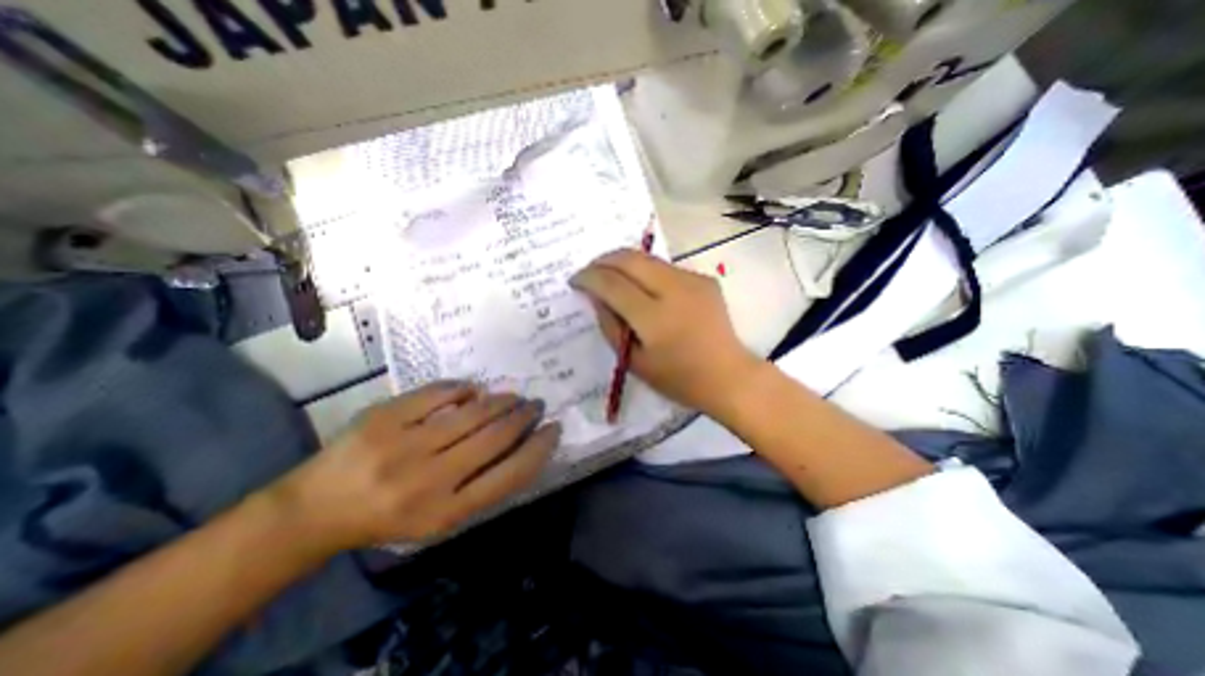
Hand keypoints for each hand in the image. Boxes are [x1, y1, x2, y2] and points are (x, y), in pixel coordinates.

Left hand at [271, 382, 557, 550]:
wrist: (315, 510)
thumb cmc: (390, 517)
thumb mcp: (441, 518)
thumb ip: (483, 485)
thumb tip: (520, 440)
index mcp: (446, 512)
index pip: (511, 474)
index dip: (539, 448)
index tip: (554, 428)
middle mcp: (429, 480)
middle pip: (495, 437)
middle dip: (523, 416)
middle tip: (535, 404)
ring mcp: (404, 445)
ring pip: (473, 412)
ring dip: (501, 400)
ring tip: (512, 396)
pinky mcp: (384, 418)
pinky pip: (439, 393)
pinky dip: (462, 389)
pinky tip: (471, 391)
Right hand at [570, 249, 755, 416]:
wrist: (728, 376)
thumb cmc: (679, 379)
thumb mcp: (634, 361)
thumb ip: (611, 326)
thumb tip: (595, 298)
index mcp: (655, 317)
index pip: (612, 283)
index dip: (588, 277)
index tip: (575, 280)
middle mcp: (674, 290)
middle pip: (629, 258)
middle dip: (602, 260)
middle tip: (589, 272)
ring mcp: (693, 280)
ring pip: (647, 258)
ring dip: (623, 263)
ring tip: (611, 277)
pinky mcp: (704, 279)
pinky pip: (665, 268)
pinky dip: (645, 272)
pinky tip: (642, 288)